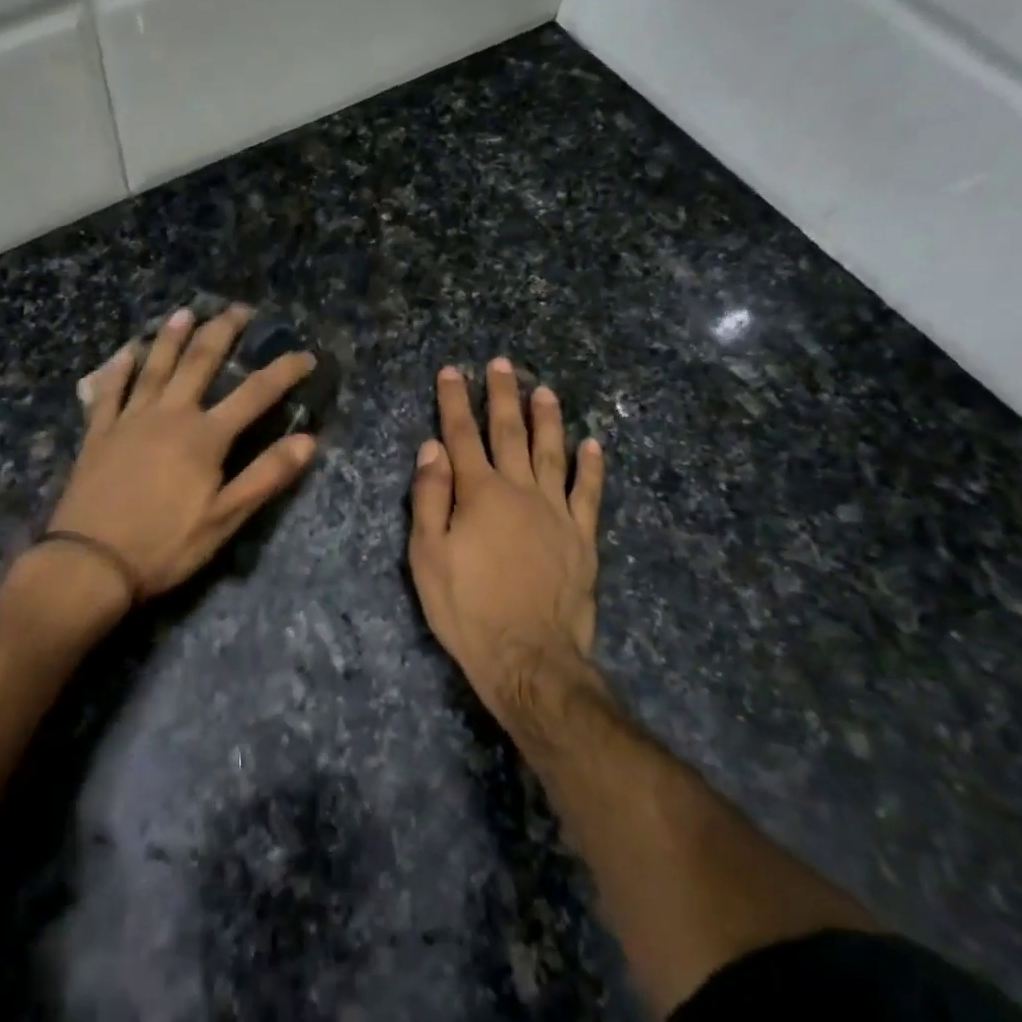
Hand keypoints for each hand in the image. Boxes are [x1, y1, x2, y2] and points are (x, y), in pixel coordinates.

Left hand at [45, 304, 318, 619]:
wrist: (89, 564)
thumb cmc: (164, 546)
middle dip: (222, 332)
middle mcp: (169, 415)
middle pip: (199, 362)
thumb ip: (266, 476)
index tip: (305, 355)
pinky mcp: (98, 434)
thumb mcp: (224, 519)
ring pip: (153, 367)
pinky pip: (108, 392)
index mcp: (204, 437)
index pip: (254, 394)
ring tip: (184, 313)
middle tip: (239, 309)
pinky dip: (117, 370)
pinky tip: (124, 353)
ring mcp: (129, 421)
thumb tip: (309, 440)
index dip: (283, 372)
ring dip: (170, 337)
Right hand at [408, 359, 604, 721]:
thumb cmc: (467, 608)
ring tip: (544, 390)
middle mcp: (520, 491)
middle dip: (503, 395)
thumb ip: (430, 497)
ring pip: (553, 452)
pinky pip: (589, 492)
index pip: (462, 435)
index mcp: (480, 493)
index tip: (452, 371)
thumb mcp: (428, 555)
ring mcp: (556, 512)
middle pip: (510, 433)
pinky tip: (593, 444)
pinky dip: (592, 466)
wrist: (529, 657)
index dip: (455, 401)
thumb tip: (432, 448)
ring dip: (548, 419)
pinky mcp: (582, 536)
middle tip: (502, 364)